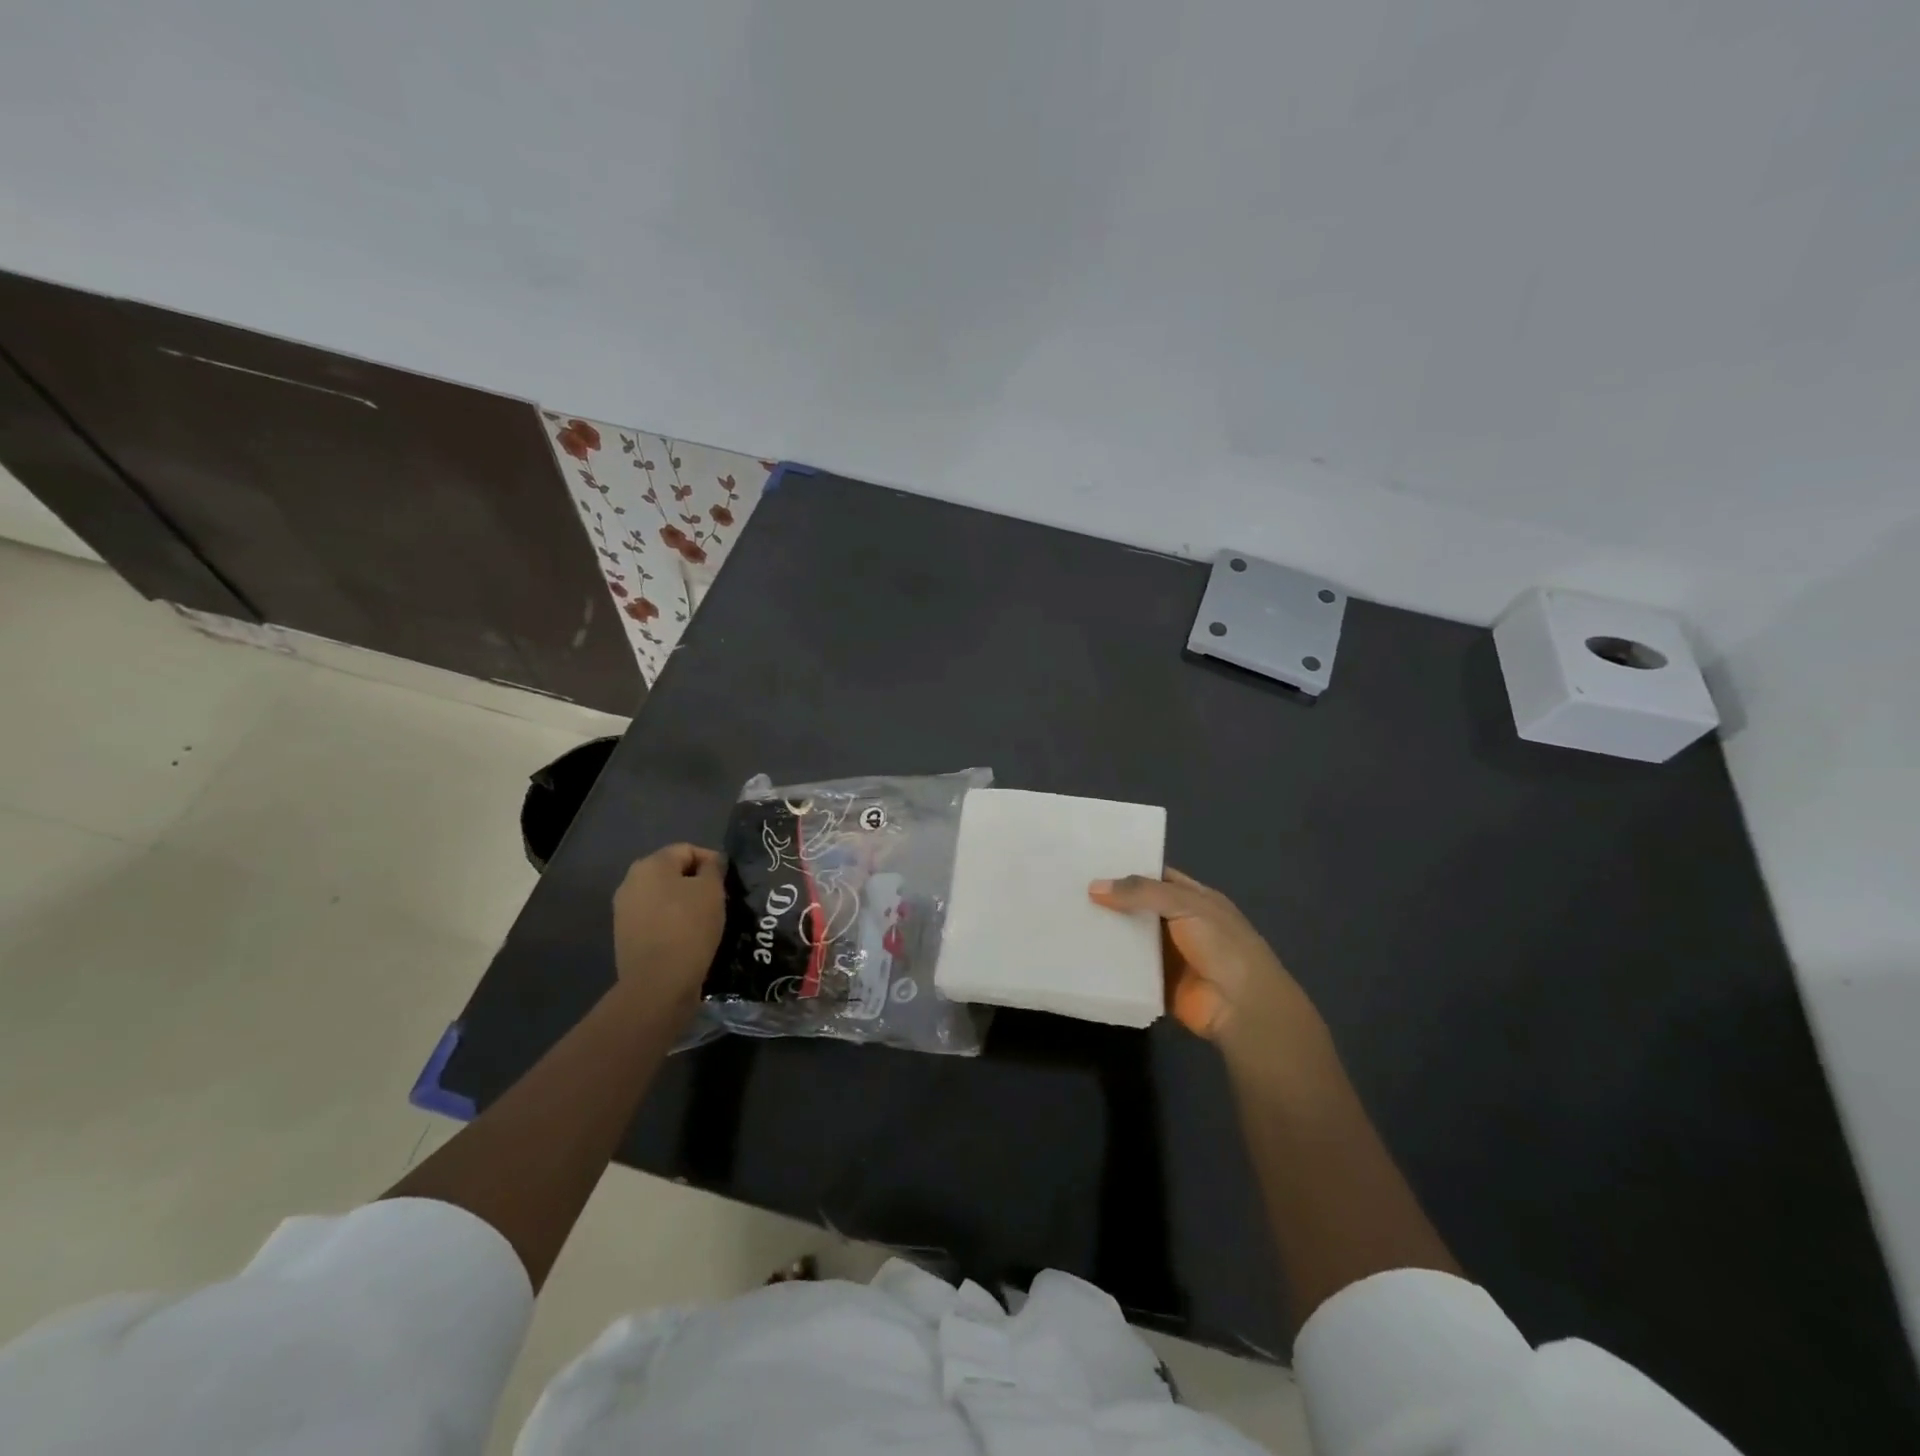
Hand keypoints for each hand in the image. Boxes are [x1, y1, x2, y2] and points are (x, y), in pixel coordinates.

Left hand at [613, 844, 725, 1014]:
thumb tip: (710, 863)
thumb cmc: (689, 927)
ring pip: (662, 897)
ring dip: (684, 904)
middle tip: (720, 899)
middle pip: (671, 873)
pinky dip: (672, 923)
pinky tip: (689, 938)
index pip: (687, 850)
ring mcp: (624, 911)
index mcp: (650, 864)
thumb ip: (712, 868)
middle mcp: (631, 882)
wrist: (658, 983)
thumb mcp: (712, 890)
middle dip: (696, 882)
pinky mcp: (625, 937)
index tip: (729, 880)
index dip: (711, 860)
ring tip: (707, 920)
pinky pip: (655, 920)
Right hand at [1089, 868, 1322, 1058]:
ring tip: (1065, 917)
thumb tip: (1094, 887)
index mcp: (1195, 899)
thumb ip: (1142, 893)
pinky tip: (1080, 952)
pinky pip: (1128, 969)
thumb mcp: (1186, 905)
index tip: (1091, 863)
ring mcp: (1169, 955)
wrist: (1242, 1008)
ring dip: (1107, 931)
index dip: (1128, 869)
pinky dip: (1109, 963)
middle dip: (1111, 900)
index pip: (1157, 877)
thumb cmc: (1222, 946)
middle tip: (1069, 889)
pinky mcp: (1156, 983)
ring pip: (1131, 938)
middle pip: (1139, 907)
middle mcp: (1180, 923)